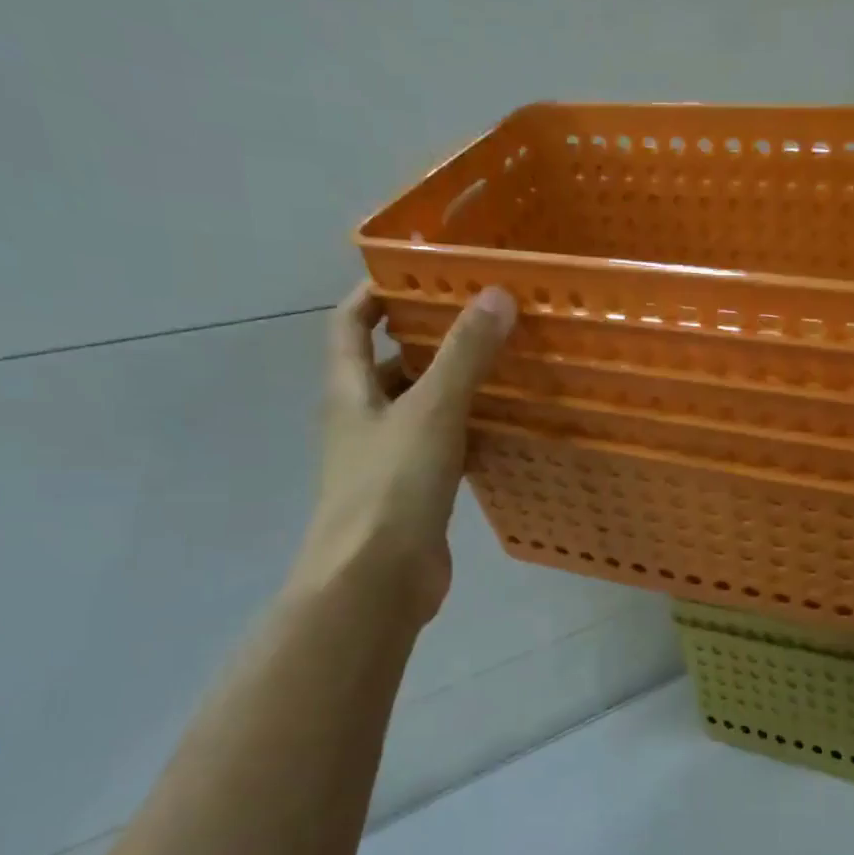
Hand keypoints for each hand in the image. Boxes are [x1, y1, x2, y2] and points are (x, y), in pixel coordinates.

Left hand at [288, 283, 515, 621]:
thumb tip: (496, 294)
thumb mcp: (431, 411)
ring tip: (503, 364)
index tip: (418, 273)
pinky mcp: (414, 493)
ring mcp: (387, 459)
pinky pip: (442, 448)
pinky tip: (505, 427)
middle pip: (388, 365)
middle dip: (427, 340)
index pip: (348, 323)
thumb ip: (464, 354)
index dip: (374, 293)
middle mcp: (362, 420)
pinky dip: (468, 432)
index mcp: (350, 391)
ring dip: (452, 387)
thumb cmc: (391, 487)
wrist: (375, 581)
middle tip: (481, 318)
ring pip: (420, 409)